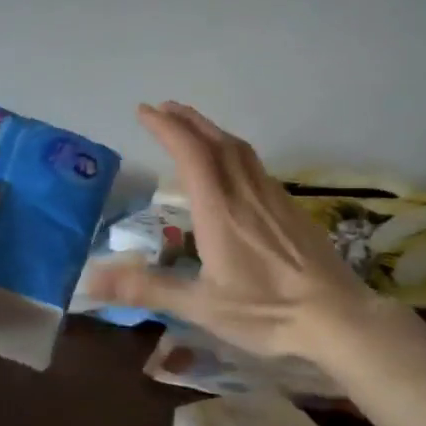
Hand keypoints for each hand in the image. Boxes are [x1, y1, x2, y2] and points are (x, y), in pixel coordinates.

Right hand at [85, 102, 371, 363]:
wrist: (336, 316)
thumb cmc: (266, 311)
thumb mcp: (200, 306)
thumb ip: (147, 289)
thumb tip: (89, 280)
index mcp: (219, 210)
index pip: (190, 153)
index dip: (166, 128)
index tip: (144, 112)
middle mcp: (245, 192)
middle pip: (215, 141)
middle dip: (187, 120)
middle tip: (163, 109)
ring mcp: (272, 196)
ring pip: (239, 148)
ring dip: (211, 130)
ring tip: (192, 126)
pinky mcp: (290, 207)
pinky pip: (256, 164)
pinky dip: (234, 149)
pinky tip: (233, 164)